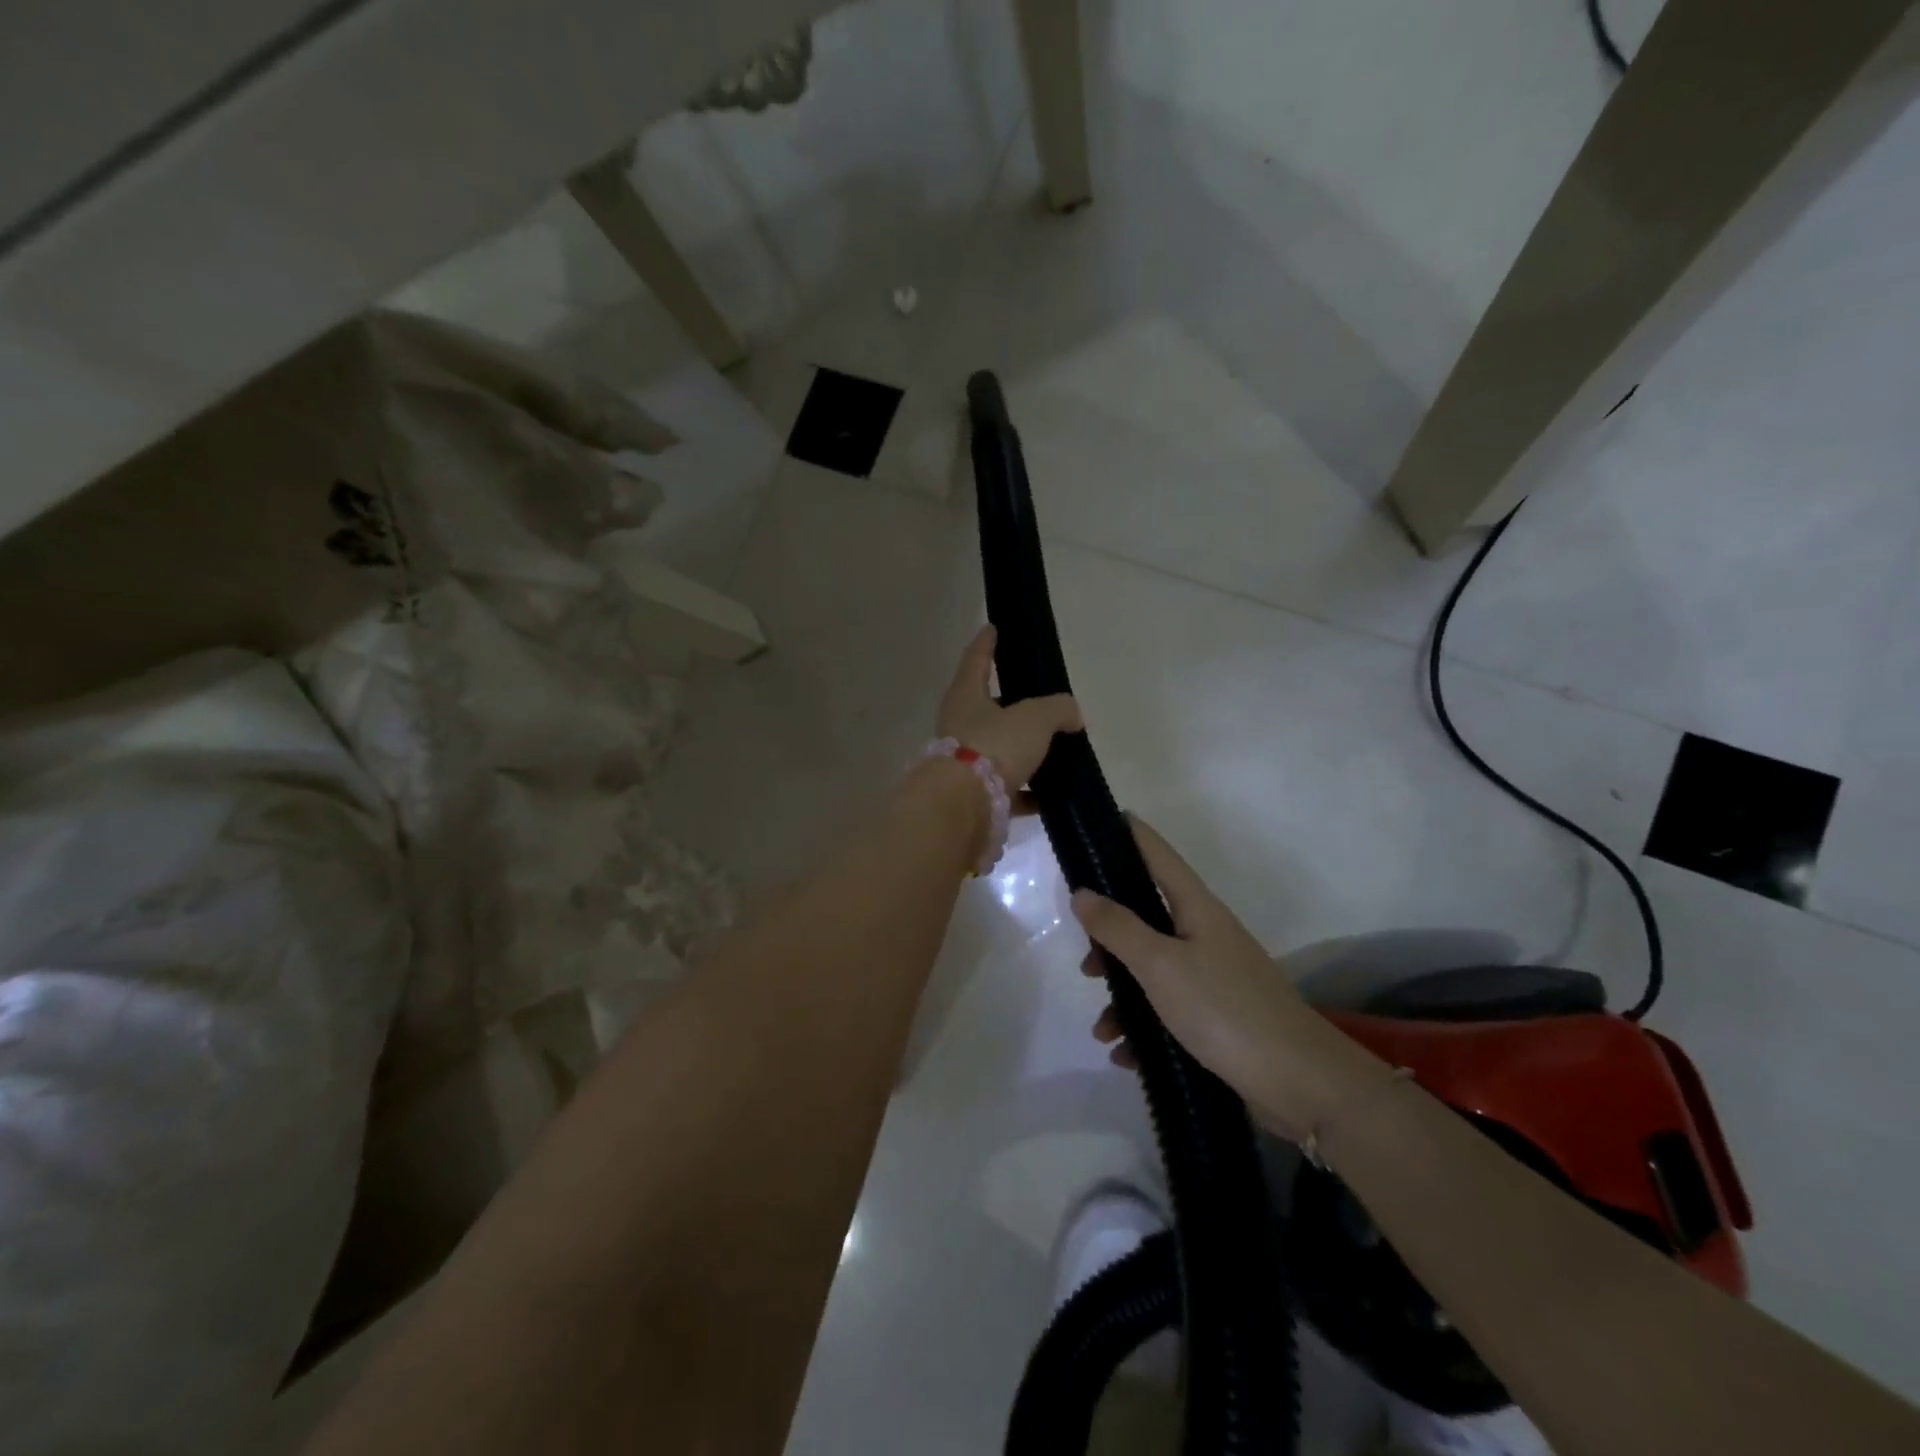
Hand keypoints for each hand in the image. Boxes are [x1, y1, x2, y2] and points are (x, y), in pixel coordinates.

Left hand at [936, 626, 1081, 796]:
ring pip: (998, 750)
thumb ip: (1058, 710)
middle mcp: (959, 726)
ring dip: (1023, 750)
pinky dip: (1028, 791)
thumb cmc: (994, 747)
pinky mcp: (974, 798)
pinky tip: (1051, 795)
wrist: (962, 809)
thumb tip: (1071, 714)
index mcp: (966, 696)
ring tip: (1054, 748)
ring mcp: (964, 764)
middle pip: (988, 708)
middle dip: (1011, 704)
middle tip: (1039, 699)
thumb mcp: (1035, 719)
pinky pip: (1007, 789)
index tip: (991, 627)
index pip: (977, 660)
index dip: (987, 643)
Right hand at [1071, 817, 1385, 1141]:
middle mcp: (1206, 934)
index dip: (1130, 835)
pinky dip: (1144, 1029)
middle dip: (1111, 938)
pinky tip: (1127, 1055)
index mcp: (1196, 909)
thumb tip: (1082, 892)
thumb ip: (1118, 927)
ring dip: (1123, 995)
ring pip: (1154, 970)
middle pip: (1148, 917)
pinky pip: (1169, 1010)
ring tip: (1103, 1030)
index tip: (1100, 821)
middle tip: (1085, 961)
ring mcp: (1215, 976)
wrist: (1300, 1082)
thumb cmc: (1224, 1009)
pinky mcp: (1219, 1016)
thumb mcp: (1160, 965)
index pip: (1158, 855)